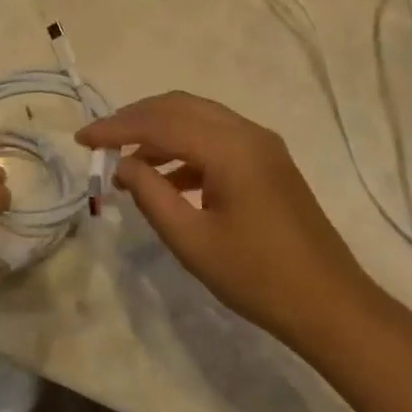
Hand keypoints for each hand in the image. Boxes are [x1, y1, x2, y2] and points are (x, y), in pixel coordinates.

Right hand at [78, 93, 379, 351]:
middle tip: (101, 141)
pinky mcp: (268, 160)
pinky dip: (185, 147)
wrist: (330, 304)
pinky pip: (217, 137)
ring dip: (160, 131)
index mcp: (229, 147)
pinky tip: (167, 178)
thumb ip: (151, 194)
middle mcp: (246, 132)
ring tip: (127, 162)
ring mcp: (261, 143)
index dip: (116, 128)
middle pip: (179, 106)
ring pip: (198, 117)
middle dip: (136, 119)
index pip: (159, 123)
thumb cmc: (257, 277)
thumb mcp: (191, 240)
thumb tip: (122, 164)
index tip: (81, 139)